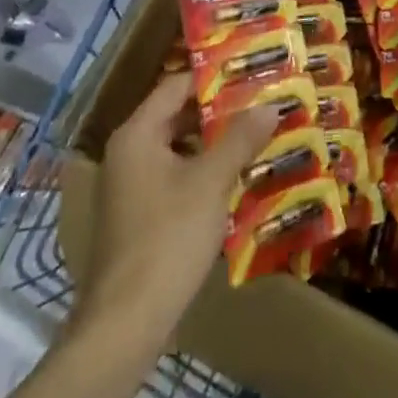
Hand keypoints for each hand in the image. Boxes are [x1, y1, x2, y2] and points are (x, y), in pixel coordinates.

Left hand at [76, 72, 277, 338]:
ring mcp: (130, 186)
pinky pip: (175, 177)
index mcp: (137, 134)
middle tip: (263, 104)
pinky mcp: (138, 216)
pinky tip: (237, 179)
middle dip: (221, 112)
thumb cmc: (168, 239)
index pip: (177, 85)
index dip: (215, 78)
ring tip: (258, 138)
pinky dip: (204, 172)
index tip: (252, 73)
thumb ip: (241, 138)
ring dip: (215, 144)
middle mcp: (128, 152)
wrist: (125, 324)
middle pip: (178, 115)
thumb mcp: (211, 182)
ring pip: (179, 149)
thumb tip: (271, 103)